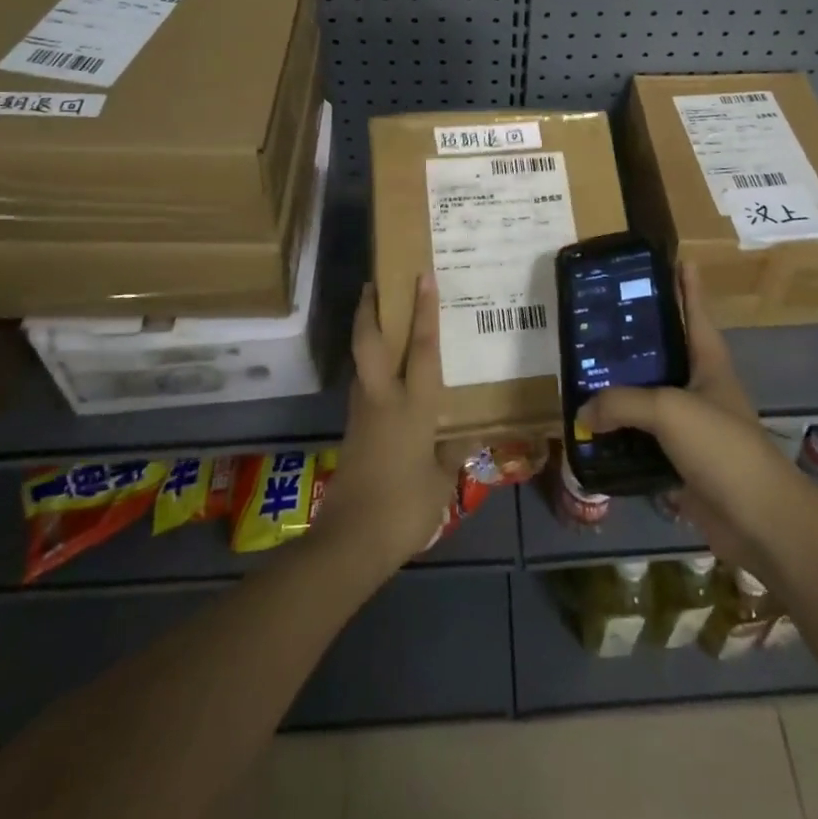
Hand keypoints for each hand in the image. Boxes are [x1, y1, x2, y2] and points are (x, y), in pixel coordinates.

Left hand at [311, 274, 455, 579]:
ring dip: (366, 334)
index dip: (423, 311)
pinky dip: (370, 367)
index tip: (422, 276)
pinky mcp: (352, 430)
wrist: (351, 542)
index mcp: (412, 406)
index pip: (420, 348)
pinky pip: (363, 386)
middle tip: (374, 283)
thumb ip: (452, 453)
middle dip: (370, 309)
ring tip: (379, 317)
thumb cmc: (404, 507)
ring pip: (361, 361)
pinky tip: (383, 374)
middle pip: (370, 342)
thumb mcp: (441, 482)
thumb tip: (467, 435)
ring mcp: (363, 413)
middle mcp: (383, 399)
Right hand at [577, 262, 810, 579]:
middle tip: (599, 318)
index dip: (686, 284)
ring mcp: (692, 426)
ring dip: (622, 389)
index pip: (696, 311)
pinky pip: (643, 441)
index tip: (674, 257)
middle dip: (637, 335)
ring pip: (649, 398)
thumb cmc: (721, 445)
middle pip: (665, 351)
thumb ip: (621, 403)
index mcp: (709, 361)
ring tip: (584, 372)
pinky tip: (592, 431)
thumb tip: (584, 413)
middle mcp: (700, 386)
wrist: (757, 519)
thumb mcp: (669, 409)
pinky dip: (620, 436)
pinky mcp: (680, 461)